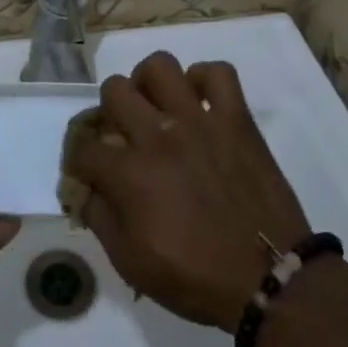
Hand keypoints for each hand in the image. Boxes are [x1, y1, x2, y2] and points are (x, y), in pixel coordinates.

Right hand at [66, 52, 309, 331]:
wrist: (269, 280)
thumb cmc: (196, 278)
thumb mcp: (131, 264)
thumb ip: (100, 219)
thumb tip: (83, 190)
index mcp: (130, 174)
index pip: (83, 147)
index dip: (78, 160)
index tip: (88, 171)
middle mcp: (159, 135)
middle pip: (114, 90)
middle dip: (109, 111)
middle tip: (123, 133)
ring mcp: (200, 121)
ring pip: (160, 66)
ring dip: (149, 83)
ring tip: (156, 106)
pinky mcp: (236, 118)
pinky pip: (218, 73)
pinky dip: (204, 80)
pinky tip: (200, 103)